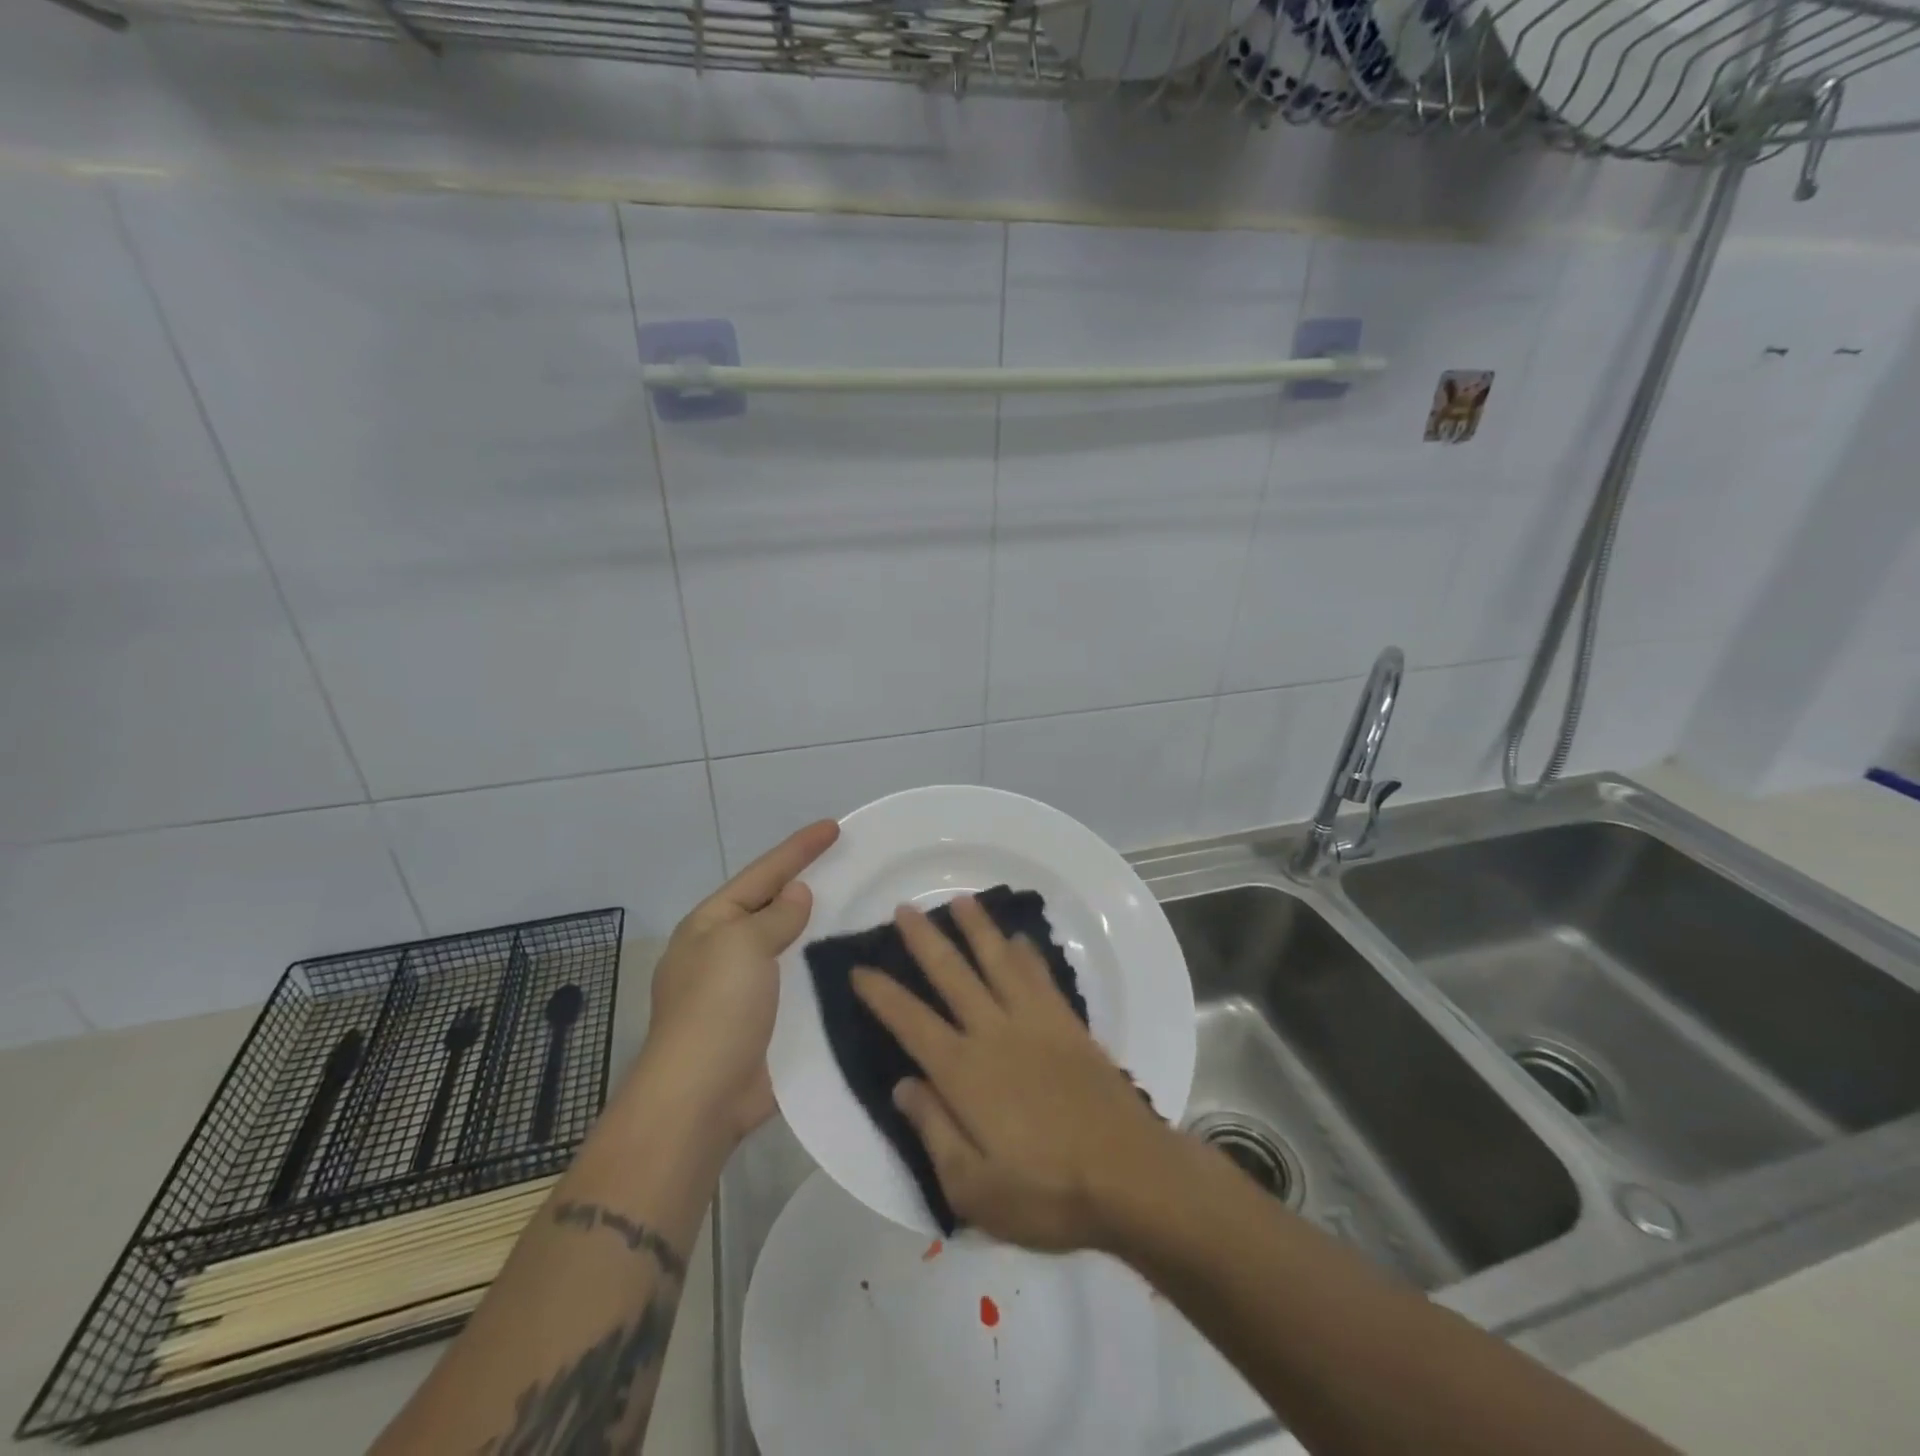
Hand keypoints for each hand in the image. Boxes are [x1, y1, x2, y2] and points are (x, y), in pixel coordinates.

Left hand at [636, 819, 839, 1143]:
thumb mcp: (742, 945)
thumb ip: (775, 916)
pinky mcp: (768, 1021)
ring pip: (792, 945)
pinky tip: (854, 962)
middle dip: (810, 885)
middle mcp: (726, 951)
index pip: (763, 874)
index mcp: (712, 924)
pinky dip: (824, 969)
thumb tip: (797, 895)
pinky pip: (801, 982)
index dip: (799, 849)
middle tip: (852, 865)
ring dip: (821, 929)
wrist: (702, 1097)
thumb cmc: (716, 1008)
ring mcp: (746, 989)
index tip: (833, 827)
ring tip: (862, 909)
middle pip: (775, 906)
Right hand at [852, 895, 1178, 1252]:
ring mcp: (1035, 1022)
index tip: (859, 967)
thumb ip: (933, 1130)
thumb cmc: (1047, 1192)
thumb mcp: (973, 1188)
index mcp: (964, 1071)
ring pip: (998, 961)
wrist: (1130, 1175)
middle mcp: (994, 1033)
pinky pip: (1041, 977)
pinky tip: (1019, 939)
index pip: (911, 1022)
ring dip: (977, 928)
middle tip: (903, 908)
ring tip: (960, 900)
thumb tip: (902, 1084)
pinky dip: (1027, 954)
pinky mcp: (1068, 1025)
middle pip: (952, 975)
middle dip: (924, 940)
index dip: (882, 994)